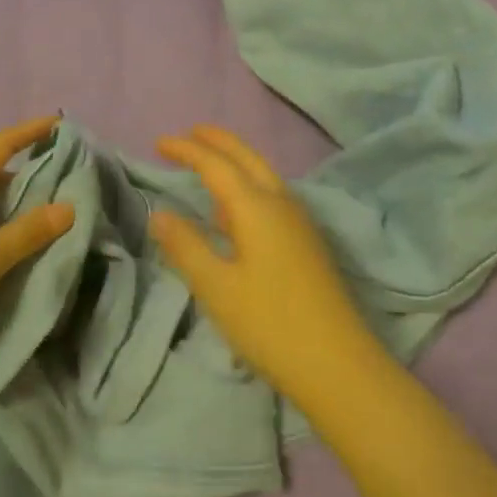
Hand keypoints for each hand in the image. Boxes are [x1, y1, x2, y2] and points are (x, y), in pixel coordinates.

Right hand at [153, 125, 383, 406]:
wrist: (337, 363)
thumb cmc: (269, 324)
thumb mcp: (216, 287)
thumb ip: (186, 246)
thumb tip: (159, 212)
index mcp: (256, 206)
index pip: (216, 164)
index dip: (187, 150)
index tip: (159, 143)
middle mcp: (281, 203)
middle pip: (247, 157)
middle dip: (218, 141)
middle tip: (190, 133)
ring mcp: (299, 222)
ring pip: (263, 175)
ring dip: (235, 162)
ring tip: (208, 166)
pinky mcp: (307, 242)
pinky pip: (272, 196)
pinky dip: (248, 186)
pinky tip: (235, 212)